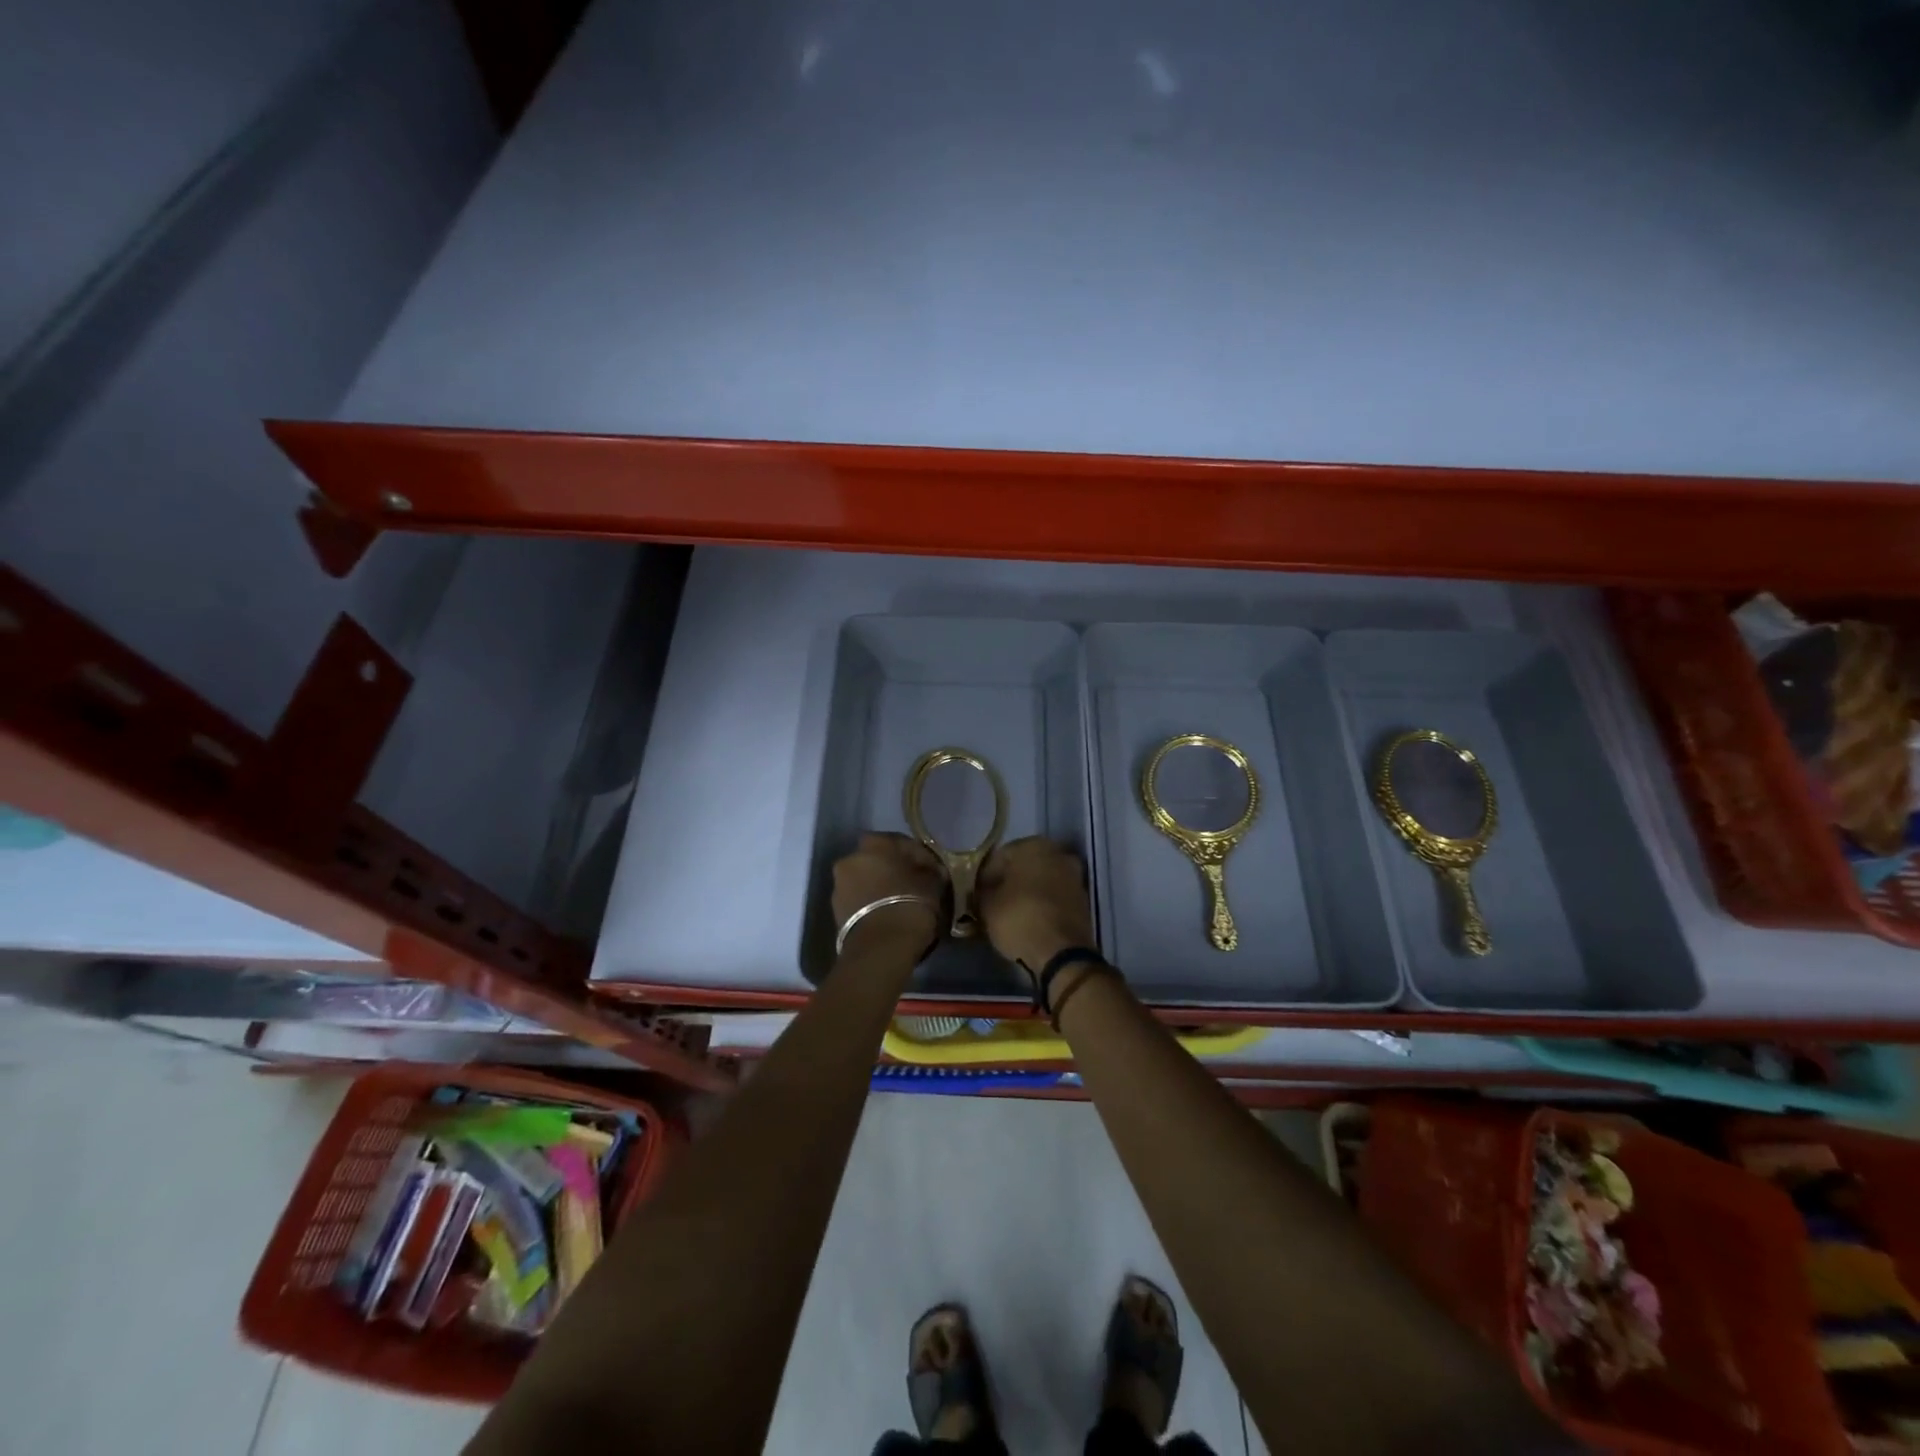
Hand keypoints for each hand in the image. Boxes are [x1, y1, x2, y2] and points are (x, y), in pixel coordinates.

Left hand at [831, 833, 942, 954]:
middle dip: (895, 871)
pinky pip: (860, 901)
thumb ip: (930, 870)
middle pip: (878, 861)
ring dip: (881, 888)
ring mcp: (839, 886)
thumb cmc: (910, 904)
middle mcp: (850, 858)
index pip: (901, 843)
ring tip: (902, 904)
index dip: (919, 856)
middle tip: (915, 886)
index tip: (933, 871)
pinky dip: (873, 904)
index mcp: (873, 843)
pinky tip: (889, 916)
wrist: (881, 947)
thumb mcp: (933, 882)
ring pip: (867, 881)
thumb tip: (931, 870)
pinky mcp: (836, 912)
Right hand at [978, 837, 1096, 976]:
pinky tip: (1031, 921)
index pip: (1000, 856)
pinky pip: (1056, 897)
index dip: (985, 876)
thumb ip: (982, 893)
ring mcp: (1075, 876)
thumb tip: (983, 892)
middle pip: (1024, 866)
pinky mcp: (1084, 900)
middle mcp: (1058, 853)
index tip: (977, 894)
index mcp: (1033, 845)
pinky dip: (1043, 905)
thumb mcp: (987, 906)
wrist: (1062, 952)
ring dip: (1028, 893)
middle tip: (993, 903)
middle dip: (1009, 882)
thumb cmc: (1019, 918)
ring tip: (1011, 915)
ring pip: (1042, 881)